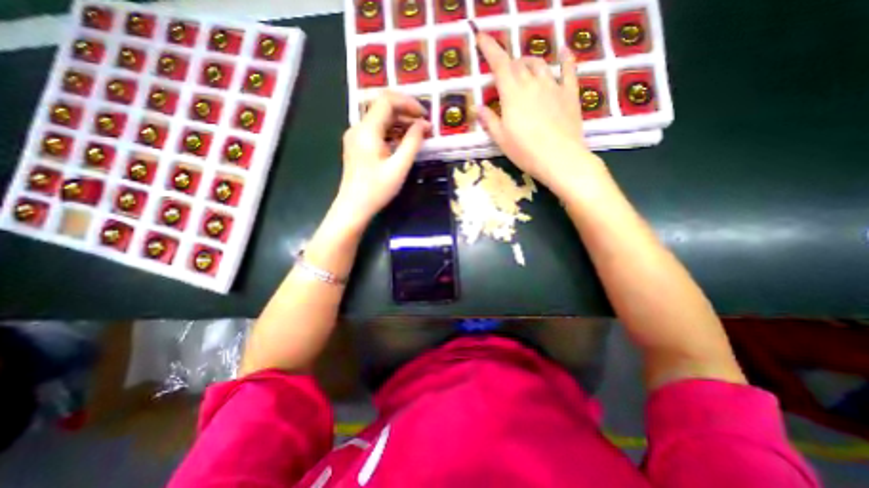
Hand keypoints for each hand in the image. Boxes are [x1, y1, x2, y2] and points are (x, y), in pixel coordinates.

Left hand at [339, 90, 433, 225]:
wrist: (353, 207)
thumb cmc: (377, 190)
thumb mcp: (399, 167)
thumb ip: (412, 142)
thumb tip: (423, 124)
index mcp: (367, 130)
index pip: (387, 101)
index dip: (408, 103)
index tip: (425, 115)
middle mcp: (358, 128)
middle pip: (383, 108)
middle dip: (406, 113)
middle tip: (424, 126)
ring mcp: (355, 136)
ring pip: (380, 119)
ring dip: (400, 123)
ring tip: (417, 134)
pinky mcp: (356, 145)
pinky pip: (376, 131)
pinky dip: (391, 132)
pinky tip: (403, 142)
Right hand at [474, 29, 606, 193]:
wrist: (559, 158)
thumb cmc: (525, 151)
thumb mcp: (501, 139)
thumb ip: (490, 120)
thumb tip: (479, 107)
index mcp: (512, 94)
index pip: (499, 63)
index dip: (489, 48)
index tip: (481, 35)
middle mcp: (532, 83)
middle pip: (518, 63)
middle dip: (508, 63)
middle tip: (503, 74)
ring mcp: (553, 85)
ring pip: (539, 63)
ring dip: (529, 62)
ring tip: (524, 68)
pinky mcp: (569, 93)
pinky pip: (568, 69)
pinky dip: (565, 58)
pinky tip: (564, 51)